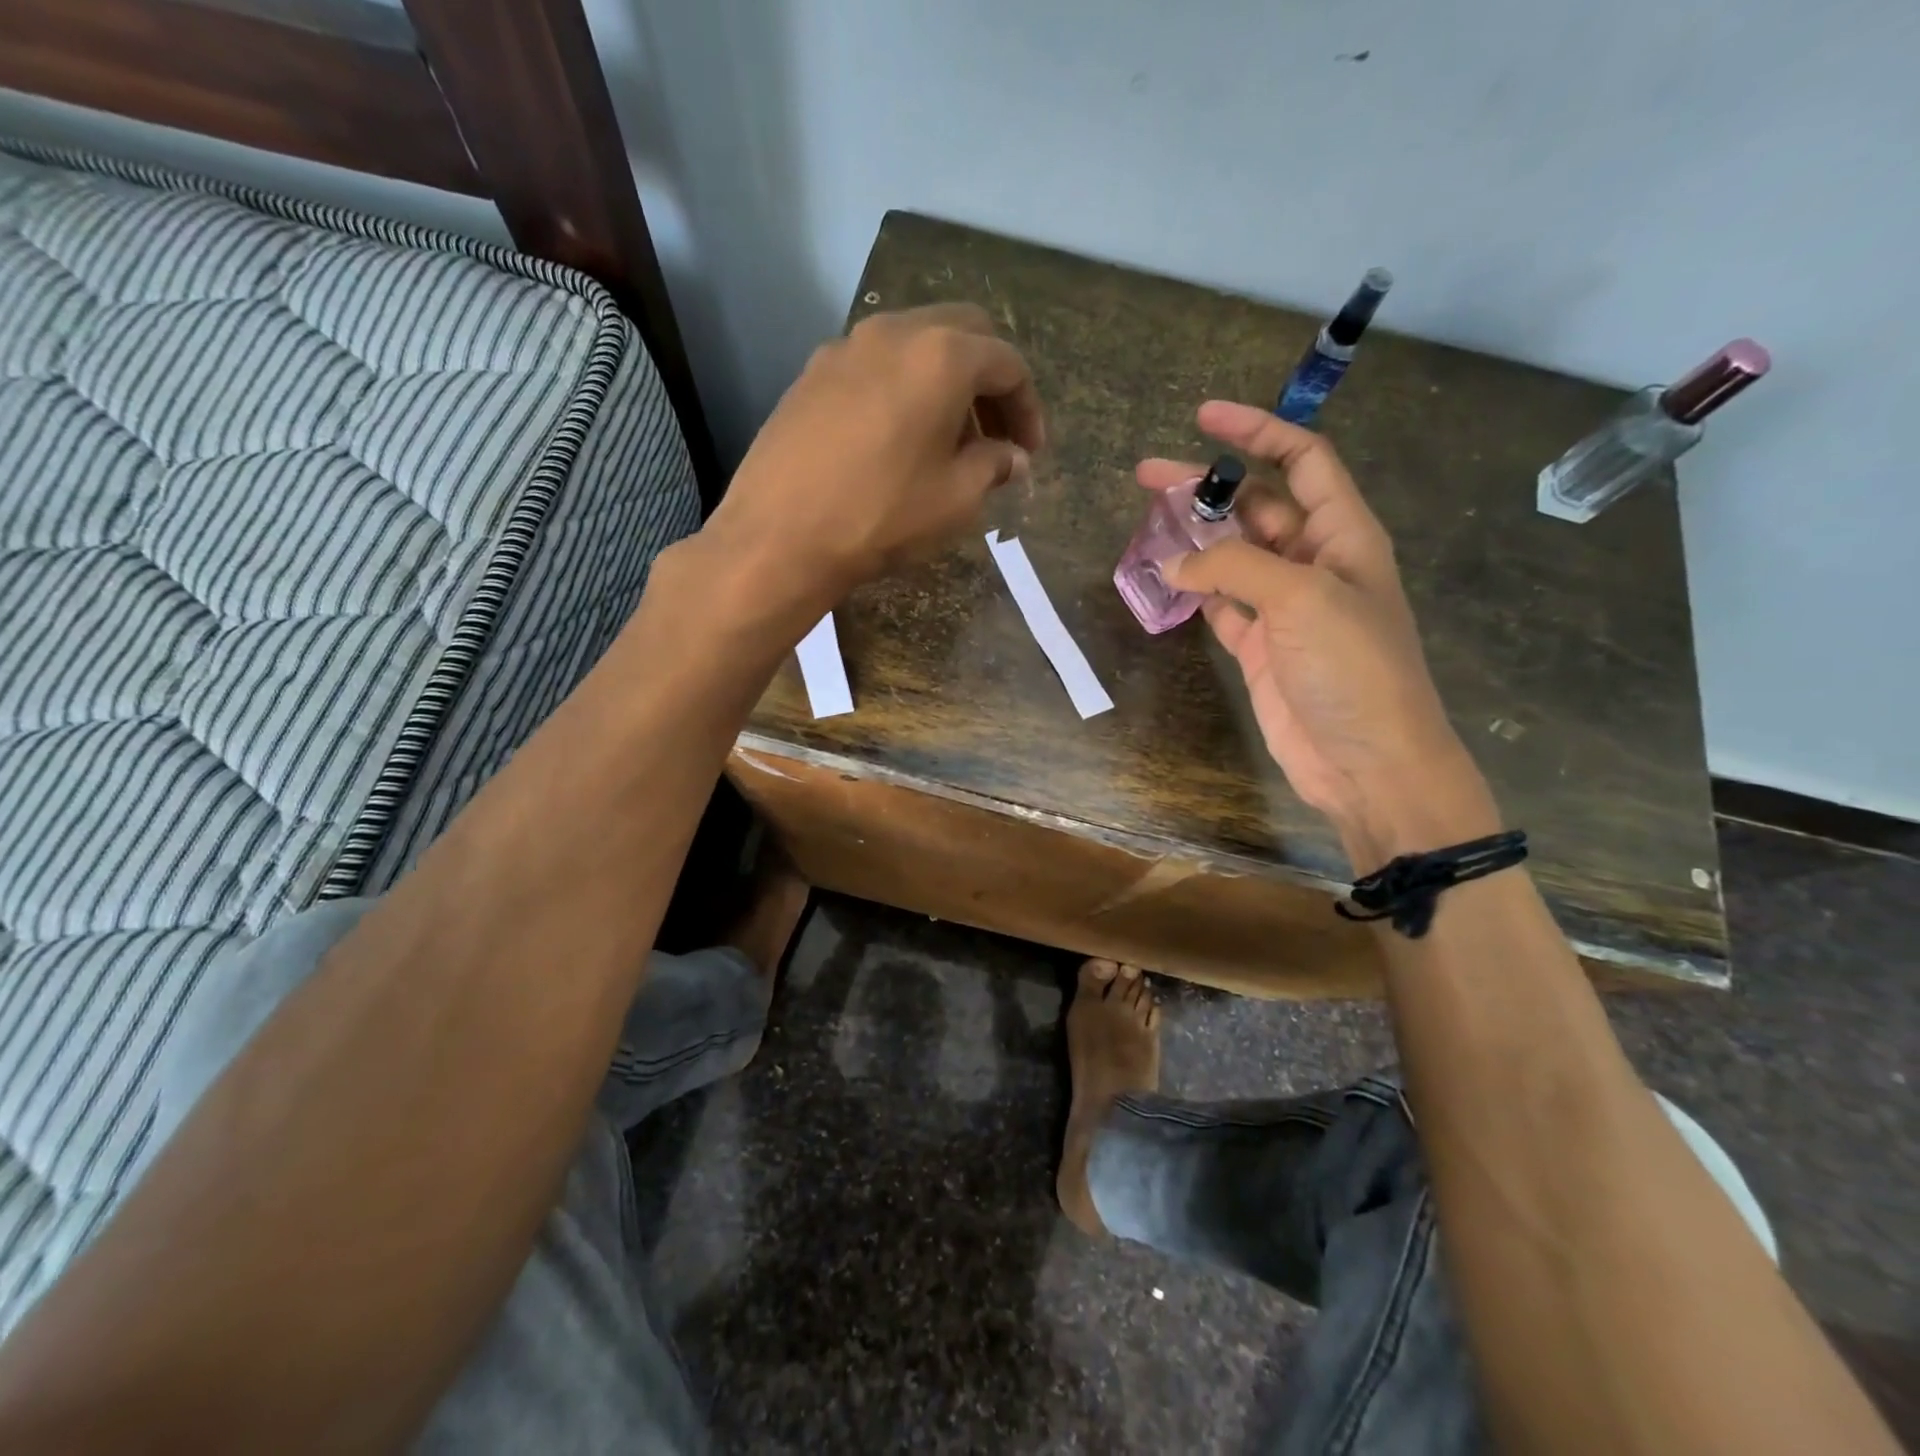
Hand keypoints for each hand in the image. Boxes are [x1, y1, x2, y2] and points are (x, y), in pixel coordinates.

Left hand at [705, 304, 1044, 603]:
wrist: (780, 536)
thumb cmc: (882, 516)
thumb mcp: (956, 499)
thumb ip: (993, 466)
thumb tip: (1012, 457)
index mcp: (941, 355)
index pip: (1007, 363)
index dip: (1027, 407)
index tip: (1029, 452)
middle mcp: (893, 332)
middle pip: (962, 335)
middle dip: (988, 382)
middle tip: (994, 435)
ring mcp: (844, 348)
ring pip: (914, 346)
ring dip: (943, 384)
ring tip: (947, 442)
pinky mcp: (811, 375)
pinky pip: (873, 367)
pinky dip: (901, 390)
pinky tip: (896, 440)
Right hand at [1143, 402, 1496, 866]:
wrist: (1368, 760)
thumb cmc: (1353, 668)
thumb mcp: (1301, 599)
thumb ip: (1234, 569)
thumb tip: (1174, 563)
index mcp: (1343, 534)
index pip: (1302, 461)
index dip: (1258, 432)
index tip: (1204, 417)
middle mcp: (1313, 563)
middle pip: (1255, 507)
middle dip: (1207, 487)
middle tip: (1146, 477)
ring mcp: (1284, 608)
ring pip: (1231, 557)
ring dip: (1193, 540)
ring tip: (1146, 527)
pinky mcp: (1259, 647)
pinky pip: (1220, 605)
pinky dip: (1193, 593)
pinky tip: (1162, 583)